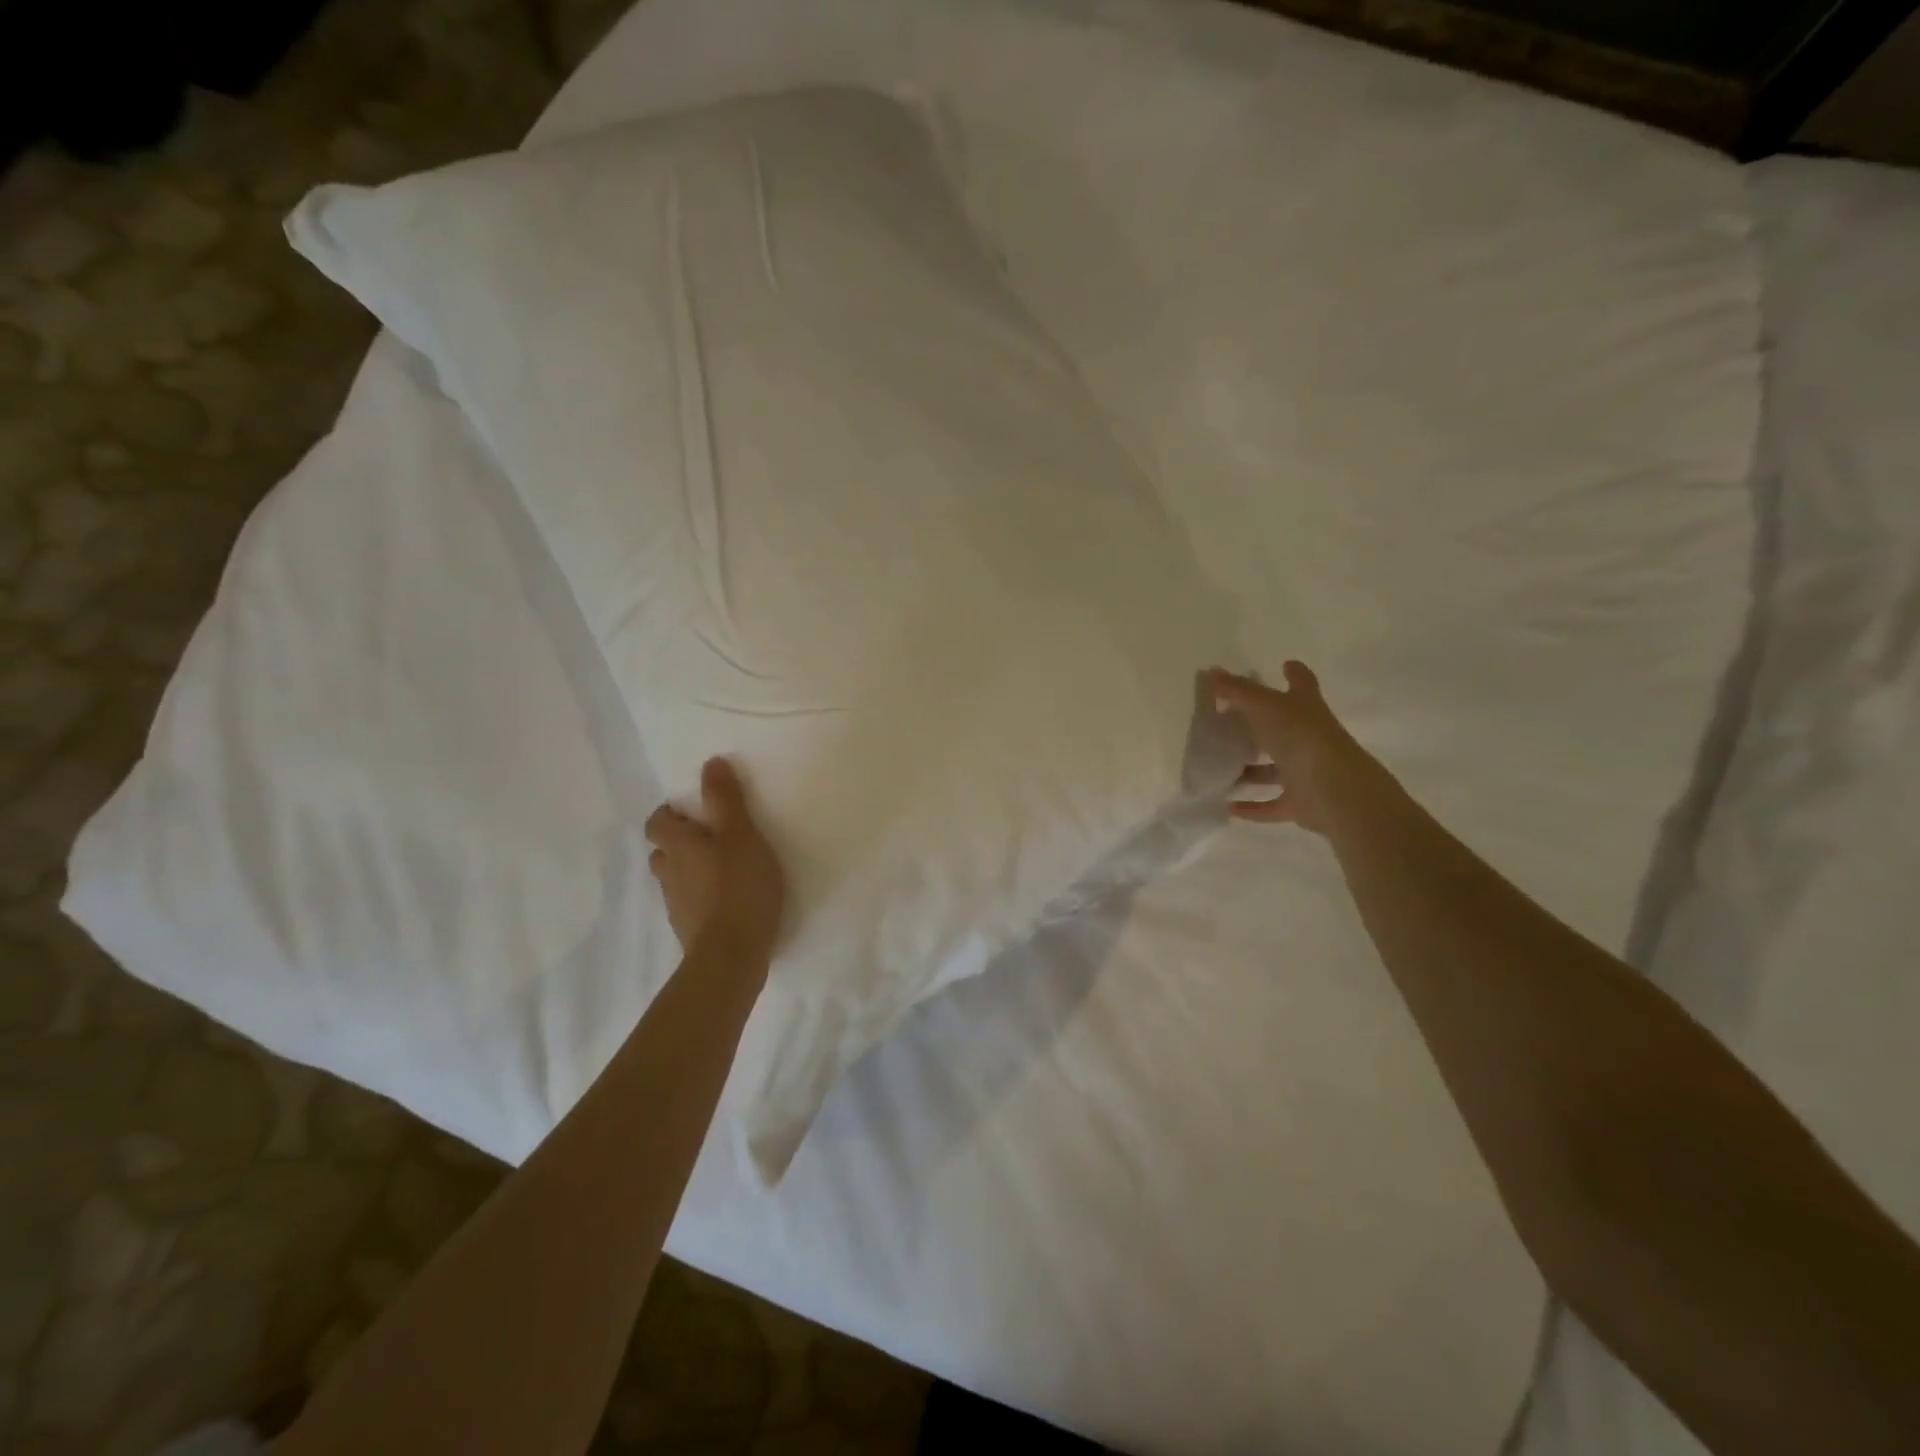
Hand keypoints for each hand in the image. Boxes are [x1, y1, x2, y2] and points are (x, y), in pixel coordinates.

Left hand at [645, 757, 786, 959]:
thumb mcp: (741, 834)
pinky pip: (690, 905)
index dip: (669, 814)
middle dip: (678, 843)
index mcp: (679, 846)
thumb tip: (710, 762)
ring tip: (720, 870)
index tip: (692, 811)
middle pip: (662, 852)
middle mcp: (670, 874)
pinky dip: (702, 898)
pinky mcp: (690, 931)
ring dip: (689, 872)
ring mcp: (677, 906)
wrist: (732, 955)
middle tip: (709, 838)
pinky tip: (726, 902)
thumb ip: (726, 799)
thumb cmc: (739, 886)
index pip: (658, 823)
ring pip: (675, 880)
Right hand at [1207, 661, 1370, 835]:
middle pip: (1284, 728)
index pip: (1302, 684)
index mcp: (1306, 709)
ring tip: (1219, 768)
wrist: (1335, 790)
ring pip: (1275, 769)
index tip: (1285, 664)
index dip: (1294, 673)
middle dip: (1261, 725)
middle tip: (1231, 721)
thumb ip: (1237, 690)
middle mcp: (1309, 737)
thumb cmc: (1301, 737)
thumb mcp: (1264, 706)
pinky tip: (1226, 806)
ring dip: (1251, 770)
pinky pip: (1271, 804)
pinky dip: (1251, 807)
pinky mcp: (1300, 802)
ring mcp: (1306, 771)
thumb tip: (1211, 672)